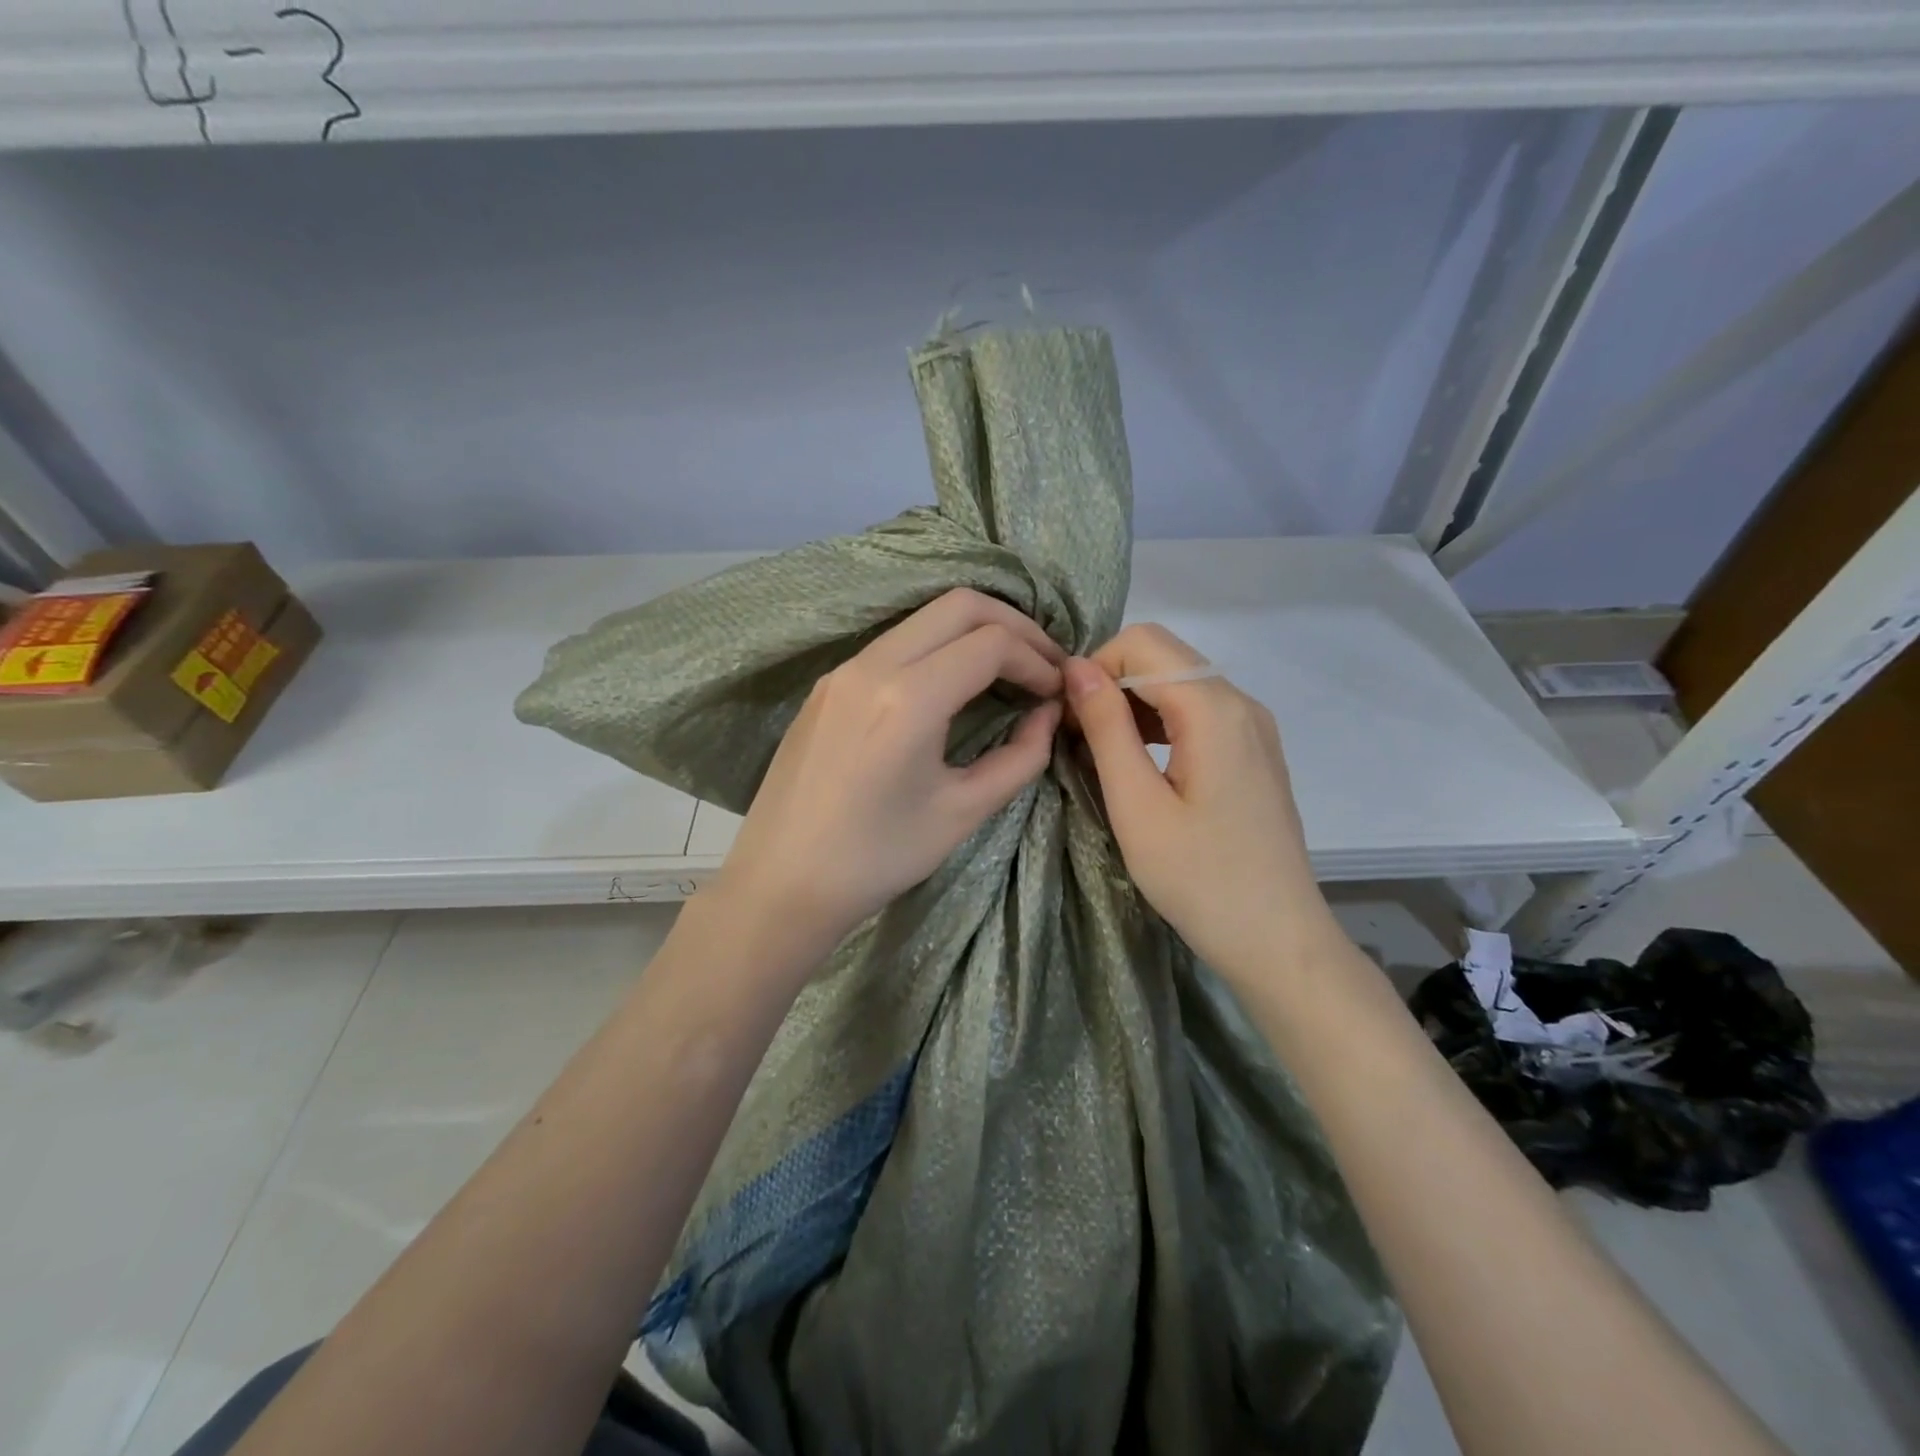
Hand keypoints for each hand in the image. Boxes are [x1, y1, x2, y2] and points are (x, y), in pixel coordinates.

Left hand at [716, 588, 1064, 953]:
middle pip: (959, 605)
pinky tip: (952, 685)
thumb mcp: (963, 812)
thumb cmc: (878, 857)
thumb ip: (1020, 757)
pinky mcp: (827, 684)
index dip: (1037, 660)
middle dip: (1013, 625)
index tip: (1056, 693)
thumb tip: (1048, 715)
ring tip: (1007, 670)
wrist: (782, 882)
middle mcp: (872, 665)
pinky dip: (937, 648)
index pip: (992, 643)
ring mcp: (843, 669)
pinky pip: (894, 643)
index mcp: (909, 697)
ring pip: (923, 617)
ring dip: (973, 632)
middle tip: (1043, 664)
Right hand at [1065, 624, 1341, 981]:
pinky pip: (1198, 712)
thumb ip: (1106, 727)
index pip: (1141, 643)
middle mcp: (1241, 702)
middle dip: (1111, 683)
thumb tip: (1076, 667)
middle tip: (1078, 738)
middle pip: (1163, 655)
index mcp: (1214, 708)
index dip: (1094, 669)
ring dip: (1132, 704)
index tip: (1068, 721)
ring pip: (1179, 682)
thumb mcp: (1137, 804)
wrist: (1278, 938)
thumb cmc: (1199, 878)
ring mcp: (1253, 726)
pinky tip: (1139, 764)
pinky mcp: (1253, 751)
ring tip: (1101, 754)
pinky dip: (1159, 723)